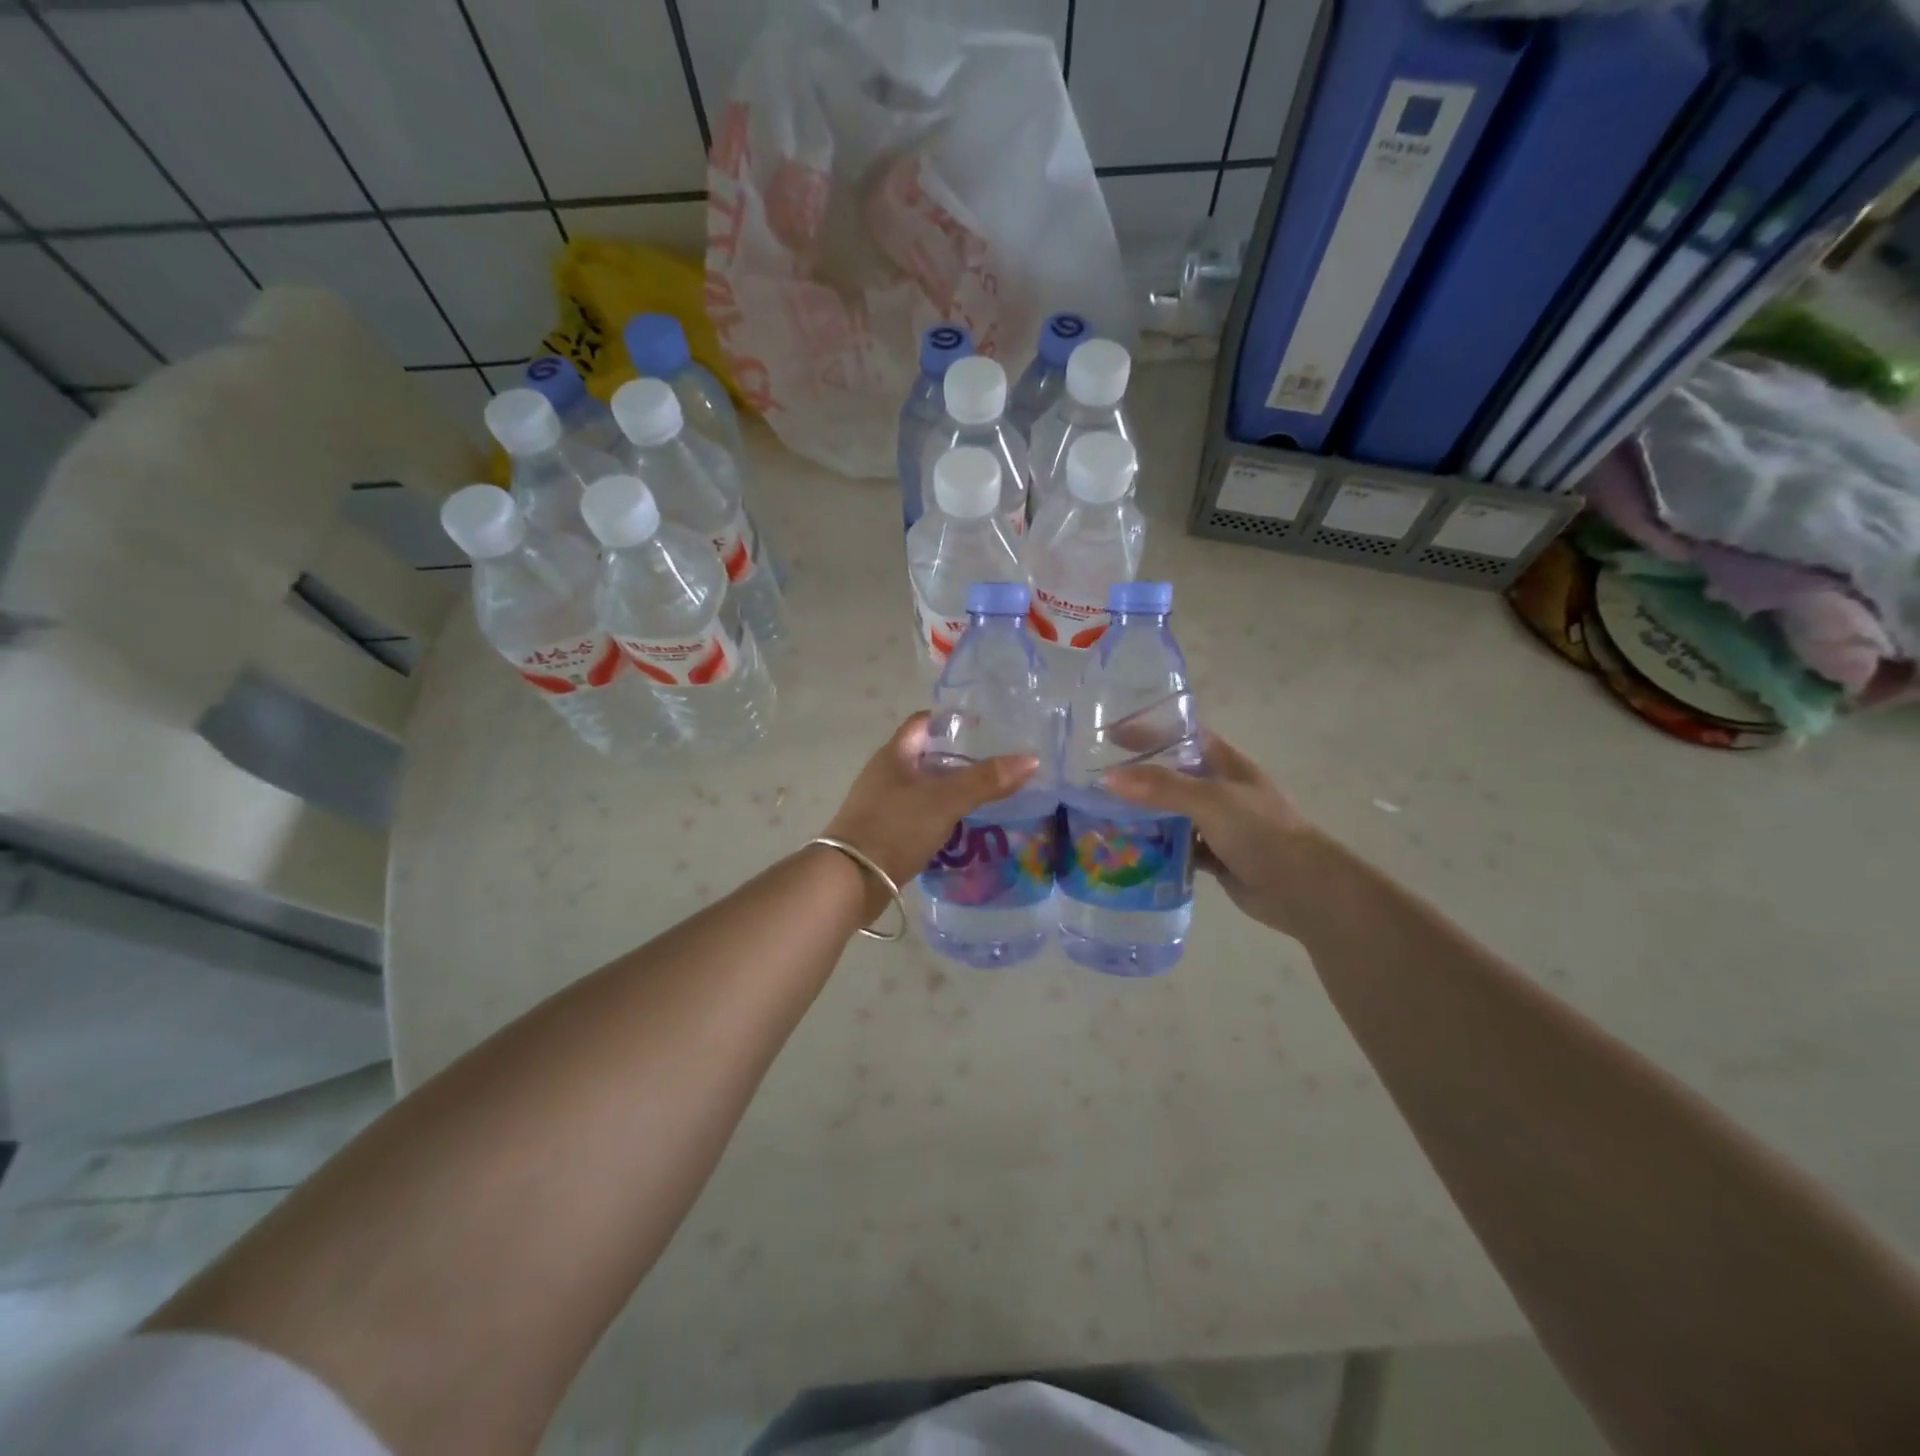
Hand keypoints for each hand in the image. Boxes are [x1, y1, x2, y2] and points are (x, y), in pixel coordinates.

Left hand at [823, 712, 1038, 906]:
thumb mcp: (946, 799)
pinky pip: (918, 813)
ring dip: (951, 789)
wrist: (851, 879)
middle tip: (996, 764)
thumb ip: (986, 780)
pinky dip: (940, 814)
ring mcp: (882, 803)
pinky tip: (961, 826)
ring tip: (987, 795)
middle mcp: (885, 773)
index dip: (953, 721)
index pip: (924, 722)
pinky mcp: (884, 831)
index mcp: (895, 754)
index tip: (985, 728)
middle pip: (926, 755)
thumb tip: (1031, 759)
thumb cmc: (896, 827)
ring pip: (923, 787)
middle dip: (959, 758)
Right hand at [1104, 731, 1327, 937]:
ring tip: (1100, 814)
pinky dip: (1156, 847)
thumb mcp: (1210, 800)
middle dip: (1136, 776)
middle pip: (1170, 774)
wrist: (1303, 889)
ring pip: (1170, 812)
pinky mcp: (1213, 854)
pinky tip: (1129, 850)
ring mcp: (1217, 823)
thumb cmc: (1262, 832)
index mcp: (1224, 762)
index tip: (1108, 735)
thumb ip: (1161, 787)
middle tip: (1093, 780)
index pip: (1180, 736)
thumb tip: (1107, 778)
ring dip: (1142, 813)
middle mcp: (1219, 788)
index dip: (1147, 732)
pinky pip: (1176, 845)